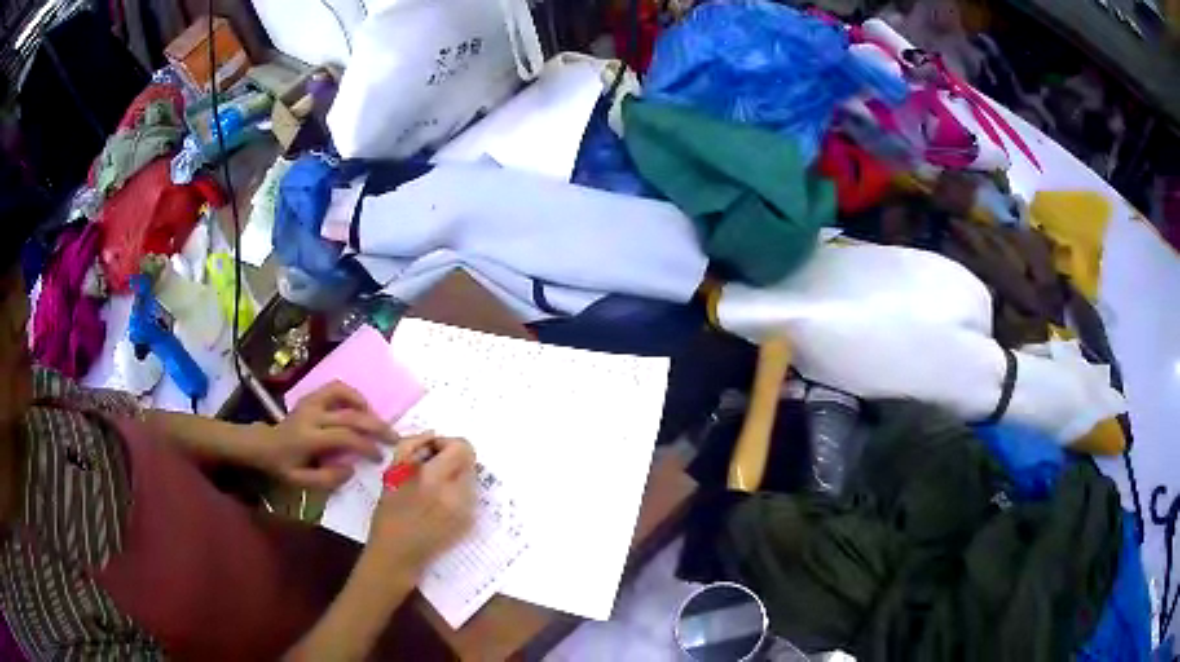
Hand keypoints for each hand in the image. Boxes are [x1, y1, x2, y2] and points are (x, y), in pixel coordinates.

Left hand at [257, 381, 396, 489]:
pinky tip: (361, 407)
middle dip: (375, 426)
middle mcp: (311, 415)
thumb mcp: (300, 481)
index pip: (344, 436)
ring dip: (364, 405)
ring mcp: (311, 402)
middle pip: (349, 414)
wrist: (263, 444)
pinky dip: (352, 394)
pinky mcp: (311, 396)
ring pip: (342, 392)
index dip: (366, 446)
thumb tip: (351, 469)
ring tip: (377, 420)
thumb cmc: (283, 466)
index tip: (380, 457)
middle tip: (393, 438)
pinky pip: (335, 387)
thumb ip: (326, 479)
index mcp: (308, 437)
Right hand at [365, 434, 476, 577]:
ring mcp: (467, 511)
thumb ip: (411, 447)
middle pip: (469, 461)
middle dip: (451, 458)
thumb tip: (432, 435)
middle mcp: (457, 495)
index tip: (429, 451)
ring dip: (455, 474)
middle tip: (430, 467)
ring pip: (471, 477)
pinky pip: (470, 495)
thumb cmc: (389, 514)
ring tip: (433, 486)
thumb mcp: (392, 474)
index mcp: (434, 480)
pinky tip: (438, 502)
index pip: (462, 448)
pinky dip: (457, 491)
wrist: (398, 555)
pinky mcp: (470, 522)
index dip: (445, 443)